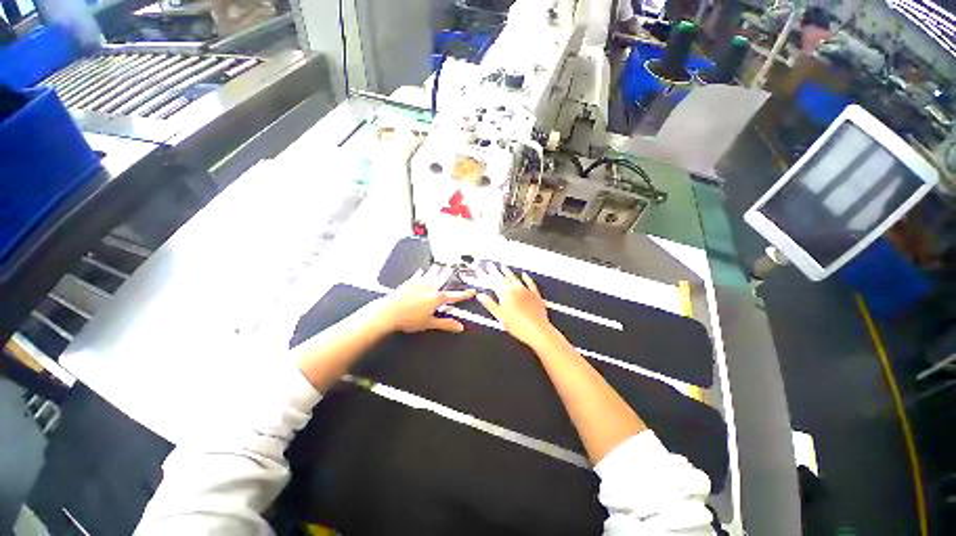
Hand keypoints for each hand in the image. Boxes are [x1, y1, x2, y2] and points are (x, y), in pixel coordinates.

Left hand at [371, 265, 475, 333]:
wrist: (389, 312)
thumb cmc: (409, 319)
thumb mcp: (429, 323)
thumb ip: (446, 324)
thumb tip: (460, 327)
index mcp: (437, 298)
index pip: (455, 296)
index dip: (464, 294)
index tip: (472, 291)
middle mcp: (430, 287)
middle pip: (443, 279)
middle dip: (450, 274)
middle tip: (455, 268)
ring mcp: (419, 283)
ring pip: (432, 274)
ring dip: (438, 270)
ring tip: (443, 265)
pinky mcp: (409, 282)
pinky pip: (418, 275)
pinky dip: (422, 273)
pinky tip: (422, 270)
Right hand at [476, 263, 560, 348]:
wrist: (537, 330)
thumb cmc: (517, 325)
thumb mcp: (499, 315)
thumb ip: (489, 304)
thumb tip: (480, 295)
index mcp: (505, 293)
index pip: (493, 281)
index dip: (485, 275)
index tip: (480, 270)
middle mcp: (515, 289)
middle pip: (503, 278)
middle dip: (495, 271)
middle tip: (490, 264)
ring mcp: (526, 291)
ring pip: (515, 278)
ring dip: (508, 272)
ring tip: (503, 266)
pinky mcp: (535, 295)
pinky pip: (530, 283)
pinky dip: (526, 278)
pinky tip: (524, 274)